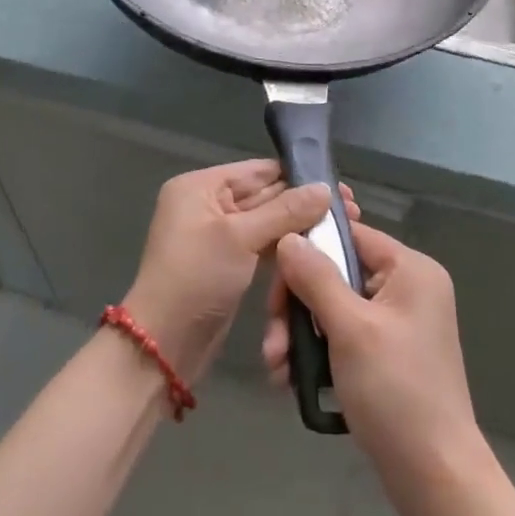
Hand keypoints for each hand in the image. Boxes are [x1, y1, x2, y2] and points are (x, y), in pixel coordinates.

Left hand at [122, 162, 336, 385]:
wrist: (164, 345)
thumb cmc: (196, 278)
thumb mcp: (240, 238)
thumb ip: (285, 210)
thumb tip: (326, 189)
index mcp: (201, 186)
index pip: (258, 170)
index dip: (299, 177)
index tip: (339, 187)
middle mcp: (208, 204)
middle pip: (265, 195)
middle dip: (304, 203)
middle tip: (351, 209)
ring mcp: (218, 235)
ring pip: (267, 222)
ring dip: (299, 226)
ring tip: (343, 227)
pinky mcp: (228, 262)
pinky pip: (262, 245)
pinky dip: (286, 246)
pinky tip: (318, 247)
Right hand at [264, 220, 482, 487]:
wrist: (435, 477)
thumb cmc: (396, 392)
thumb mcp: (350, 328)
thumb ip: (316, 277)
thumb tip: (289, 236)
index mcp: (410, 269)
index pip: (349, 235)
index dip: (308, 252)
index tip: (275, 283)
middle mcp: (407, 287)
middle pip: (336, 273)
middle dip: (297, 307)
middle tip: (274, 344)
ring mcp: (398, 322)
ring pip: (334, 307)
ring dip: (300, 335)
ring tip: (277, 369)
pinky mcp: (388, 353)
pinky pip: (344, 335)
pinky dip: (317, 352)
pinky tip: (291, 379)